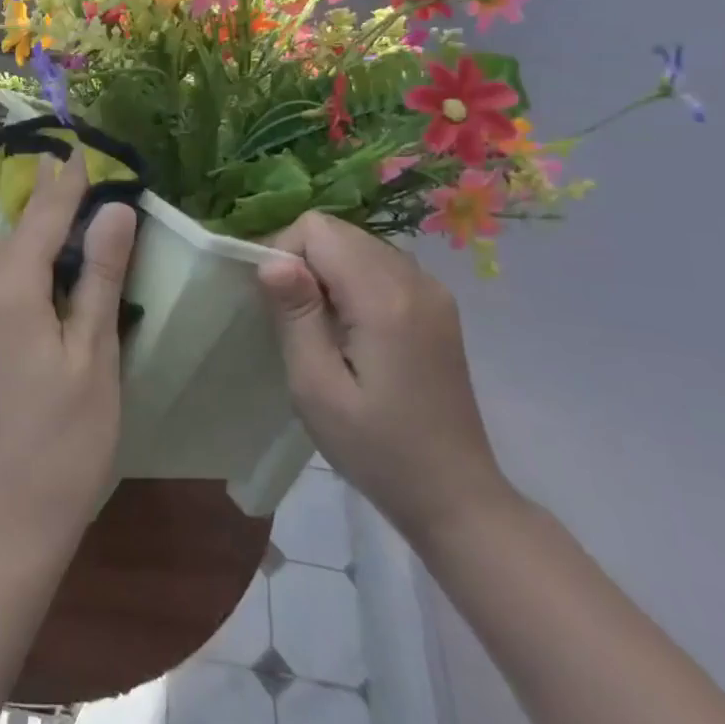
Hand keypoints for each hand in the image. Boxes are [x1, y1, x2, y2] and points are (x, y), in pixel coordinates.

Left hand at [0, 155, 137, 564]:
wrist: (4, 519)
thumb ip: (98, 277)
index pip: (40, 218)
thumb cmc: (65, 440)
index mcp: (7, 290)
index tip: (81, 153)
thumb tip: (114, 211)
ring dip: (7, 246)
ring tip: (51, 262)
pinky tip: (25, 302)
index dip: (65, 185)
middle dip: (31, 214)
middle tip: (74, 217)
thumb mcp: (94, 355)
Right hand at [256, 212, 515, 546]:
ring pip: (358, 244)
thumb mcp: (316, 387)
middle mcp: (415, 280)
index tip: (278, 306)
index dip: (284, 254)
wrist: (454, 494)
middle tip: (295, 321)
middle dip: (303, 261)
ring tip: (321, 329)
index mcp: (385, 298)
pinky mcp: (437, 306)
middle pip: (338, 231)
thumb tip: (270, 258)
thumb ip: (295, 315)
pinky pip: (379, 265)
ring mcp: (432, 291)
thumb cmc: (375, 448)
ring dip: (326, 272)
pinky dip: (351, 282)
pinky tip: (351, 330)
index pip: (317, 229)